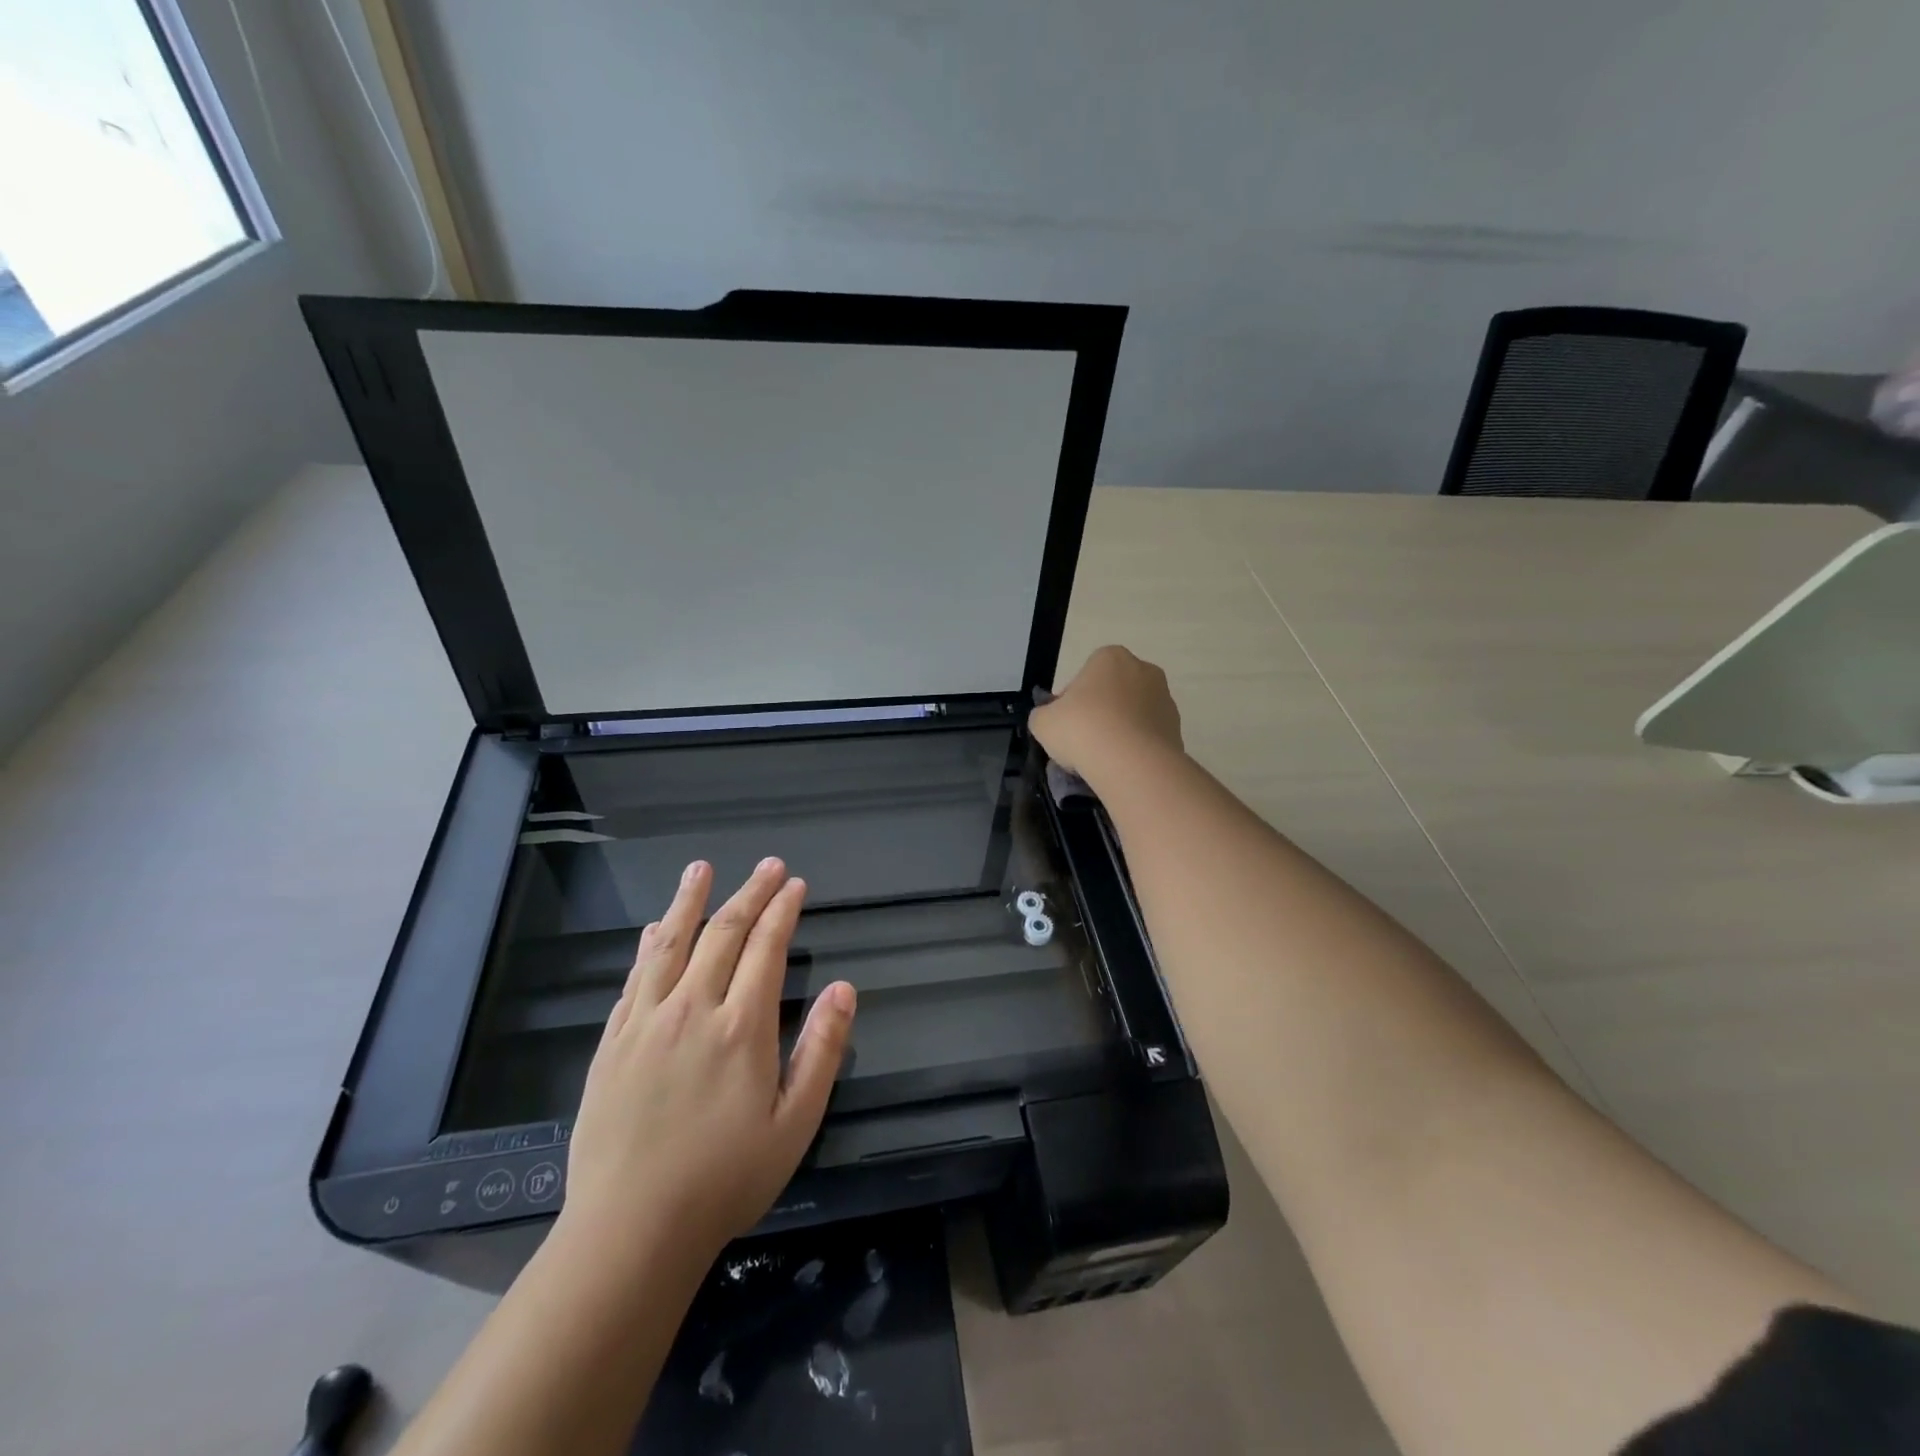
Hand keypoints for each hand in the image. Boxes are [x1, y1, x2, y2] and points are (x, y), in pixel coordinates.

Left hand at [557, 858, 855, 1267]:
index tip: (795, 884)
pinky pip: (634, 978)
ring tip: (701, 868)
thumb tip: (845, 989)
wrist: (629, 1232)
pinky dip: (649, 944)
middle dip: (750, 893)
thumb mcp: (795, 1123)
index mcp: (742, 1026)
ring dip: (690, 900)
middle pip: (724, 933)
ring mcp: (646, 1022)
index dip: (783, 910)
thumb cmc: (725, 1179)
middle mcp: (693, 1008)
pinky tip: (655, 927)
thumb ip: (822, 1050)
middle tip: (768, 865)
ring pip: (672, 943)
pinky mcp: (612, 1042)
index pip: (766, 948)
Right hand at [1032, 645, 1184, 786]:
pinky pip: (1148, 736)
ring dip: (1119, 730)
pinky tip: (1122, 766)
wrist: (1130, 763)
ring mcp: (1165, 699)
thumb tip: (1051, 720)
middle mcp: (1143, 670)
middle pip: (1112, 693)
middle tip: (1083, 741)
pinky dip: (1136, 748)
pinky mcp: (1177, 729)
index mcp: (1110, 657)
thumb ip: (1044, 715)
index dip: (1071, 702)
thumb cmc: (1082, 729)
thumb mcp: (1042, 722)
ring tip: (1103, 759)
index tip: (1065, 725)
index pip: (1084, 676)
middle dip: (1099, 713)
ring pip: (1132, 714)